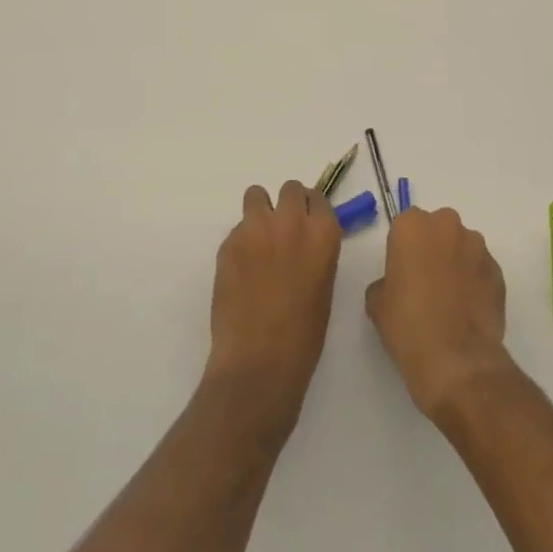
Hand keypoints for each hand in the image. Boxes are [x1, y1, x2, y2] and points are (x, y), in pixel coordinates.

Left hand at [204, 181, 341, 431]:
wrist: (259, 362)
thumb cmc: (303, 335)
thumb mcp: (323, 286)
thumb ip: (315, 252)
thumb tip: (304, 242)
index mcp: (323, 233)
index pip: (318, 198)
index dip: (310, 211)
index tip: (306, 224)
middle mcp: (291, 220)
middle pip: (290, 189)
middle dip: (286, 206)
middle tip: (281, 232)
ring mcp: (257, 228)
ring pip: (256, 195)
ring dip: (259, 213)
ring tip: (257, 243)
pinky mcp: (229, 241)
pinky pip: (237, 228)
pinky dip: (240, 242)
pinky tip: (240, 271)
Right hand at [366, 206, 511, 420]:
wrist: (456, 361)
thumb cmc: (408, 325)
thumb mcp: (377, 304)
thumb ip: (385, 282)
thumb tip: (396, 286)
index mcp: (412, 226)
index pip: (405, 226)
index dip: (403, 250)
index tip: (403, 273)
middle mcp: (447, 225)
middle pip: (437, 229)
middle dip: (433, 249)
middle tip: (426, 283)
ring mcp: (477, 247)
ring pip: (462, 247)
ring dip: (456, 263)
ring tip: (451, 300)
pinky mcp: (498, 271)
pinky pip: (481, 269)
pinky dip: (475, 282)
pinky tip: (468, 311)